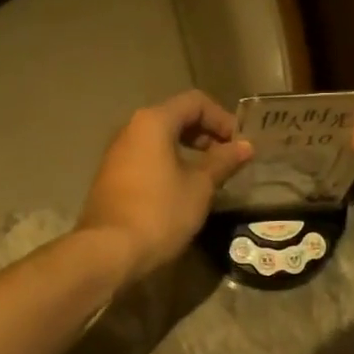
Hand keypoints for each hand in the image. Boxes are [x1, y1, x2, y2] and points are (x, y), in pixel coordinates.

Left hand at [76, 90, 254, 280]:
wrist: (108, 251)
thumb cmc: (160, 212)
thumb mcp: (199, 187)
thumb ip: (222, 161)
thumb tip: (245, 146)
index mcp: (153, 122)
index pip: (195, 102)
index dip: (222, 118)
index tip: (239, 144)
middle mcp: (131, 129)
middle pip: (175, 116)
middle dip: (206, 133)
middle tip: (227, 158)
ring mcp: (117, 152)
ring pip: (159, 138)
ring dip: (188, 149)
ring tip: (209, 175)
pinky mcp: (111, 176)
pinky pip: (146, 156)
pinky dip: (169, 162)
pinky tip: (182, 189)